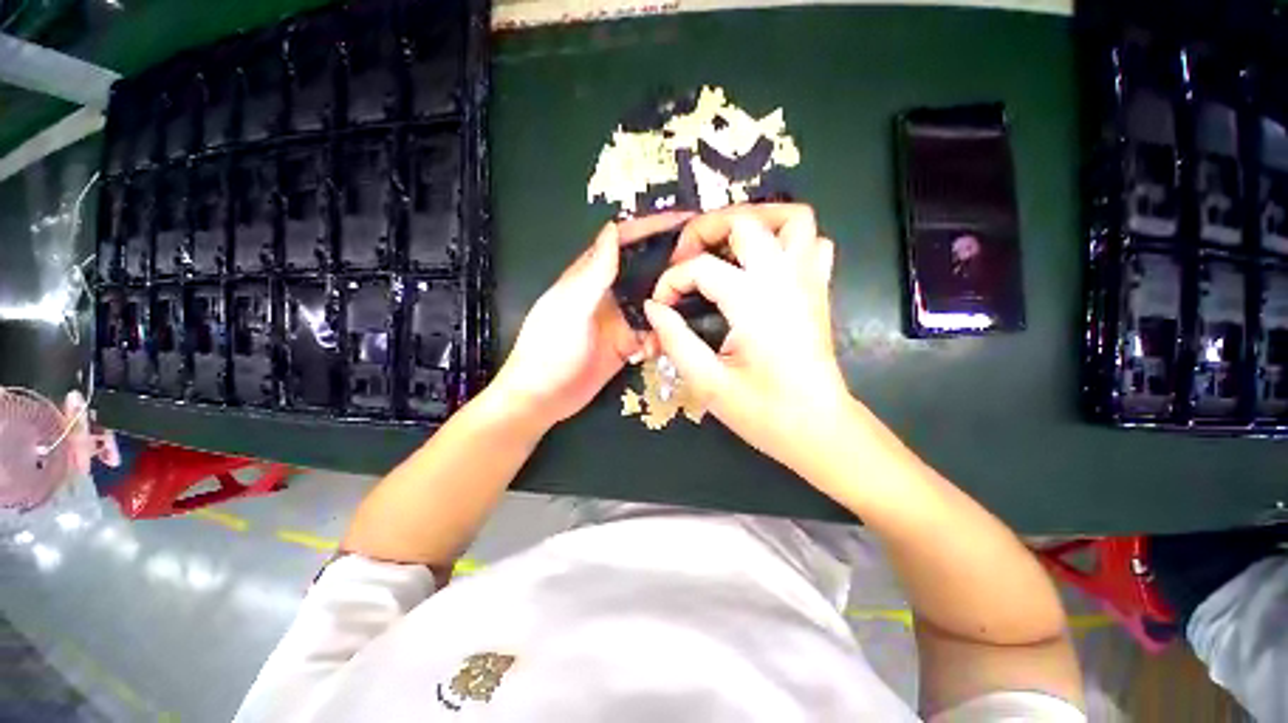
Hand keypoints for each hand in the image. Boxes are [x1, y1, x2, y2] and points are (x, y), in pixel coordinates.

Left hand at [491, 212, 693, 428]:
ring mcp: (618, 319)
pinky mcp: (626, 344)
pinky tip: (666, 342)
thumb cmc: (549, 348)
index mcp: (591, 276)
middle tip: (705, 263)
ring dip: (669, 303)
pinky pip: (651, 332)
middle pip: (644, 269)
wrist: (543, 398)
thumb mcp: (571, 307)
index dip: (652, 227)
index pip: (623, 241)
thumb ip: (594, 273)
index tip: (685, 220)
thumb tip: (613, 229)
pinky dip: (661, 335)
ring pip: (652, 302)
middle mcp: (608, 293)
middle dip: (671, 263)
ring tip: (696, 303)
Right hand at [643, 204, 851, 473]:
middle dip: (705, 229)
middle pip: (745, 221)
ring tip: (725, 243)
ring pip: (792, 218)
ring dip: (754, 219)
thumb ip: (675, 339)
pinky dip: (786, 240)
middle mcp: (785, 279)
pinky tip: (764, 263)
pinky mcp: (819, 290)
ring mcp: (808, 280)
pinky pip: (813, 243)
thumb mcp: (708, 383)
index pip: (701, 268)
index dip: (671, 282)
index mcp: (755, 302)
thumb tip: (654, 307)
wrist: (819, 429)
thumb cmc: (764, 412)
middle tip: (685, 258)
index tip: (660, 306)